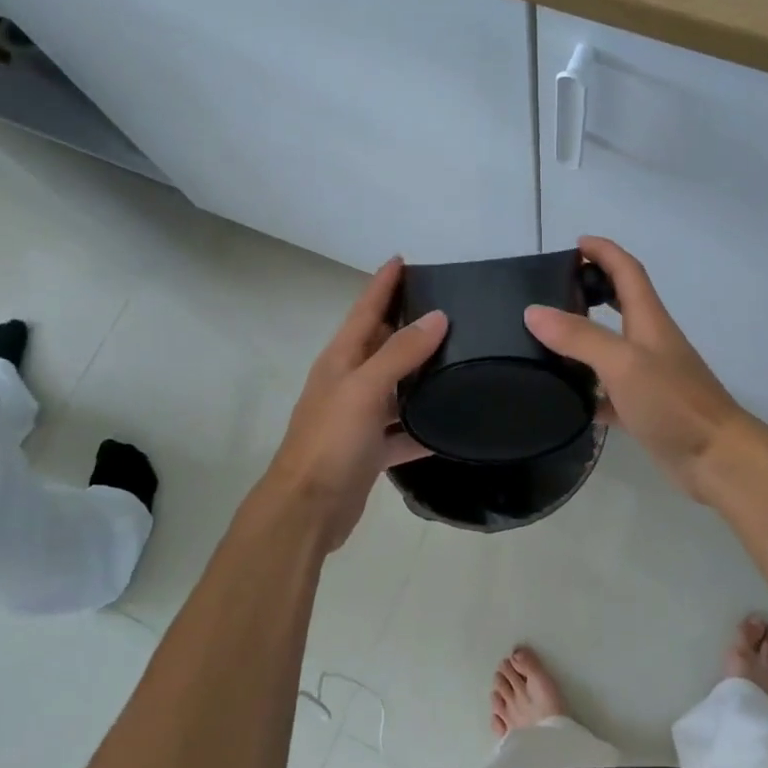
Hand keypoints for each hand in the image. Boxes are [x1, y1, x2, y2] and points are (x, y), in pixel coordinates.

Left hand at [260, 258, 446, 550]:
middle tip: (450, 304)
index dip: (383, 283)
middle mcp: (349, 382)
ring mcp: (359, 417)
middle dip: (408, 322)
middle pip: (382, 343)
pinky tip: (452, 422)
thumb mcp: (365, 388)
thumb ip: (400, 352)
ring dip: (421, 373)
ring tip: (461, 355)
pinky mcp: (370, 449)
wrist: (307, 509)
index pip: (365, 309)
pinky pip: (404, 429)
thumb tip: (437, 316)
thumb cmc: (330, 440)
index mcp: (341, 359)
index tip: (404, 258)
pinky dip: (424, 425)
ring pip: (397, 386)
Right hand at [524, 236, 749, 499]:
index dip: (605, 252)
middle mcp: (650, 343)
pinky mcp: (645, 409)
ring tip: (544, 342)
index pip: (627, 271)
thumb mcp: (622, 363)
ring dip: (583, 340)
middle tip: (552, 291)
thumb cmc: (673, 402)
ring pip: (611, 349)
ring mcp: (649, 377)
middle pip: (620, 304)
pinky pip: (609, 392)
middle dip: (592, 289)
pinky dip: (588, 390)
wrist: (718, 459)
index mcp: (648, 321)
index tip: (576, 243)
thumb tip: (533, 311)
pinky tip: (564, 398)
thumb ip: (579, 336)